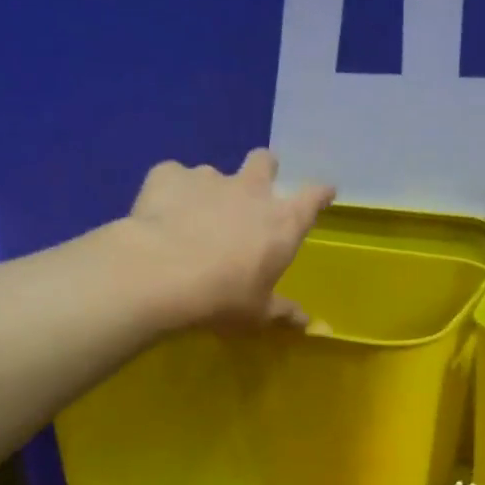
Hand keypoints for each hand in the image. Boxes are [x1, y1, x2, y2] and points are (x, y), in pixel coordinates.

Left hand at [121, 150, 334, 328]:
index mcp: (281, 223)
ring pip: (214, 174)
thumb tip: (307, 322)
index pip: (313, 197)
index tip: (324, 192)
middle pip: (265, 161)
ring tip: (192, 218)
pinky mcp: (169, 175)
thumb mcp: (257, 313)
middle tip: (253, 189)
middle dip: (264, 169)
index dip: (320, 194)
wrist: (161, 275)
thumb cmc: (222, 299)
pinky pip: (173, 178)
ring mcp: (208, 177)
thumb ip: (282, 311)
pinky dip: (171, 193)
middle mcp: (250, 191)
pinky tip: (160, 214)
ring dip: (210, 191)